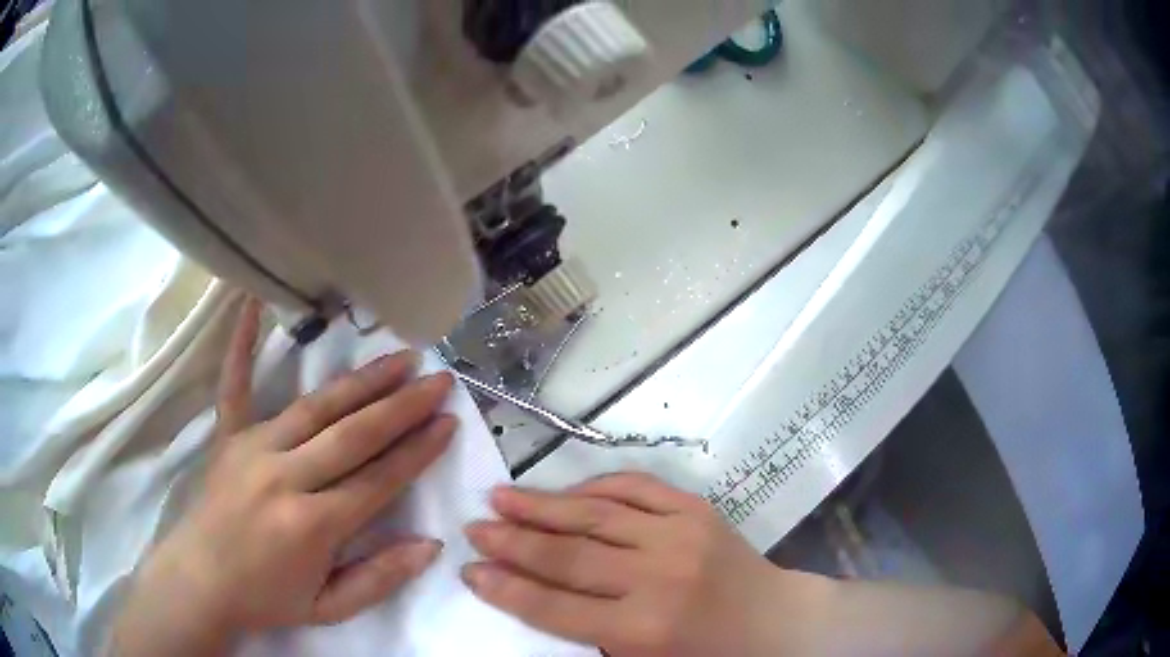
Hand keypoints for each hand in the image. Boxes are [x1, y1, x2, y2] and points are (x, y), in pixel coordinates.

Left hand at [111, 300, 458, 654]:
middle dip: (402, 406)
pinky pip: (235, 386)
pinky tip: (251, 304)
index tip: (449, 421)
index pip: (378, 480)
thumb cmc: (268, 599)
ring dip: (361, 381)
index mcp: (313, 525)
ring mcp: (252, 449)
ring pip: (315, 407)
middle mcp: (285, 477)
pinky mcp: (227, 437)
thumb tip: (430, 545)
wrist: (201, 583)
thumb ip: (380, 579)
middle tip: (438, 379)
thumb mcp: (330, 608)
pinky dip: (242, 345)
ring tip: (398, 357)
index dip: (417, 450)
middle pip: (354, 434)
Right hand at [460, 473, 832, 655]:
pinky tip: (566, 489)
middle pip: (567, 556)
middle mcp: (657, 578)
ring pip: (594, 514)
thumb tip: (530, 598)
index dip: (507, 589)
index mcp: (643, 630)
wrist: (776, 623)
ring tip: (500, 497)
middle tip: (473, 529)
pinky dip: (596, 485)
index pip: (555, 607)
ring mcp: (680, 535)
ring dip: (542, 505)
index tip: (470, 571)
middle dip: (512, 542)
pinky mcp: (697, 509)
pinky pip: (636, 487)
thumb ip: (590, 637)